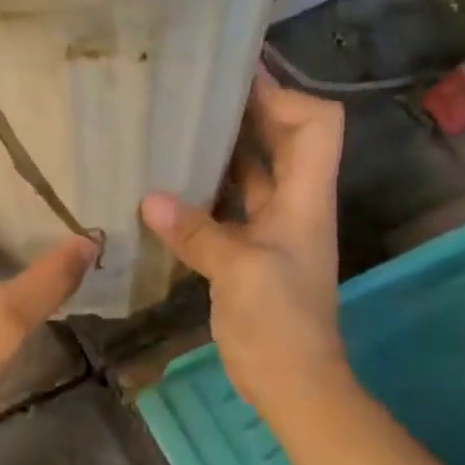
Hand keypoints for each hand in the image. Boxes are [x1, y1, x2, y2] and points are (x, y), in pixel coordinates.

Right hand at [140, 69, 351, 423]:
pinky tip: (165, 184)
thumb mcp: (240, 271)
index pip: (316, 124)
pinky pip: (226, 204)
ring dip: (221, 148)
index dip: (283, 95)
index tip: (234, 81)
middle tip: (193, 92)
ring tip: (175, 126)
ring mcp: (270, 226)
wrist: (292, 383)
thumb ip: (197, 231)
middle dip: (246, 110)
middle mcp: (293, 202)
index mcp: (306, 197)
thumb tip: (148, 199)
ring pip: (250, 170)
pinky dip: (202, 189)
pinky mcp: (247, 249)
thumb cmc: (280, 323)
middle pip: (282, 138)